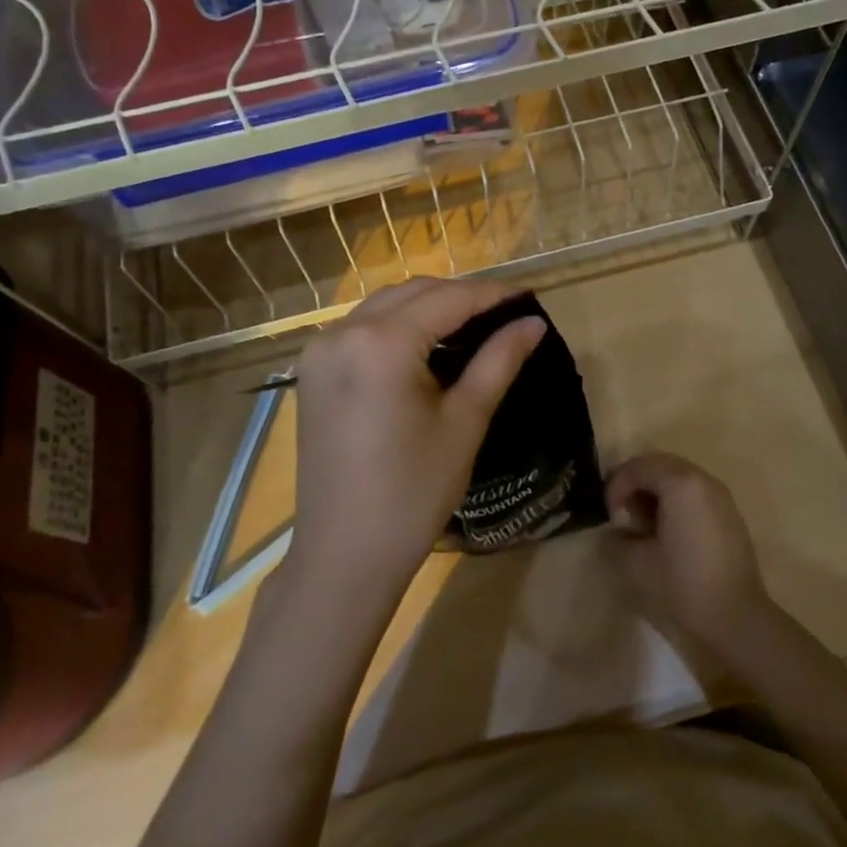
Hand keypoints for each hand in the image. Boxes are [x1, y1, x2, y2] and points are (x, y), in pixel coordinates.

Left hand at [287, 278, 545, 613]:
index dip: (492, 295)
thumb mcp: (464, 422)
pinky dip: (398, 325)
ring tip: (473, 325)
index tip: (529, 298)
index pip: (448, 299)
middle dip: (461, 296)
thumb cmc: (413, 492)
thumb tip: (533, 323)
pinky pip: (362, 328)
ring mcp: (320, 351)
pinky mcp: (313, 371)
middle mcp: (343, 332)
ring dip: (428, 306)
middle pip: (413, 293)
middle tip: (505, 313)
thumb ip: (499, 361)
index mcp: (381, 344)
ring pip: (385, 306)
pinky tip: (426, 345)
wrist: (345, 553)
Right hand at [606, 453, 773, 657]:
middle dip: (636, 483)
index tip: (610, 514)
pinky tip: (667, 532)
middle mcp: (703, 480)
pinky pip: (695, 493)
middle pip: (660, 465)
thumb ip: (620, 538)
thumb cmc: (684, 585)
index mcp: (681, 484)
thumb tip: (620, 531)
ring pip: (679, 477)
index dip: (617, 486)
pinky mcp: (730, 514)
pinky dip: (675, 501)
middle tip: (622, 512)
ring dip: (656, 492)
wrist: (737, 618)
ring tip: (643, 524)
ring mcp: (721, 496)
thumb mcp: (637, 563)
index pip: (639, 467)